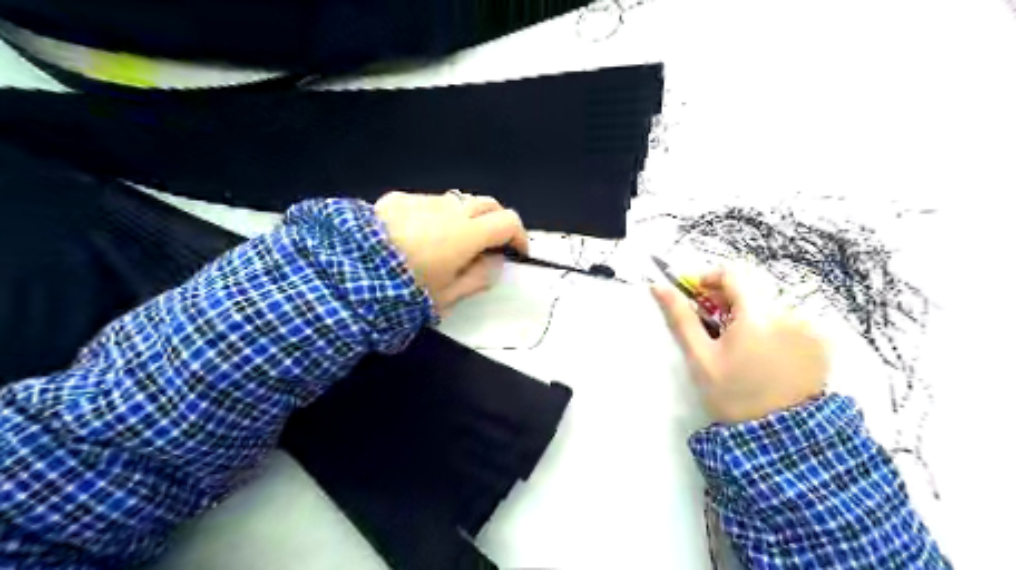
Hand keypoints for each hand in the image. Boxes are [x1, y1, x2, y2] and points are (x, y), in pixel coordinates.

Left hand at [374, 190, 530, 315]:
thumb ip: (479, 278)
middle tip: (492, 245)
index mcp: (466, 234)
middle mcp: (449, 209)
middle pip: (487, 203)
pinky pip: (429, 202)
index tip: (517, 253)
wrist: (347, 274)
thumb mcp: (447, 297)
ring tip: (454, 242)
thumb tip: (495, 262)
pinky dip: (438, 215)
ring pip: (458, 201)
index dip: (519, 236)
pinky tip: (420, 235)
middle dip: (497, 221)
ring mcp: (422, 200)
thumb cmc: (403, 291)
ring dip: (467, 217)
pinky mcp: (398, 198)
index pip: (508, 221)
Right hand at [655, 267, 829, 422]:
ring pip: (769, 306)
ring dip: (749, 314)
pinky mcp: (820, 343)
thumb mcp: (700, 356)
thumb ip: (681, 317)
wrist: (779, 437)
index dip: (710, 279)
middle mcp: (789, 314)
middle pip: (752, 290)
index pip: (733, 274)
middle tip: (712, 325)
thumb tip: (658, 286)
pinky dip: (771, 327)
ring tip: (737, 345)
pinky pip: (789, 321)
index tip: (696, 295)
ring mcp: (810, 328)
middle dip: (727, 301)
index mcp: (758, 315)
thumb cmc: (732, 394)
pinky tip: (762, 353)